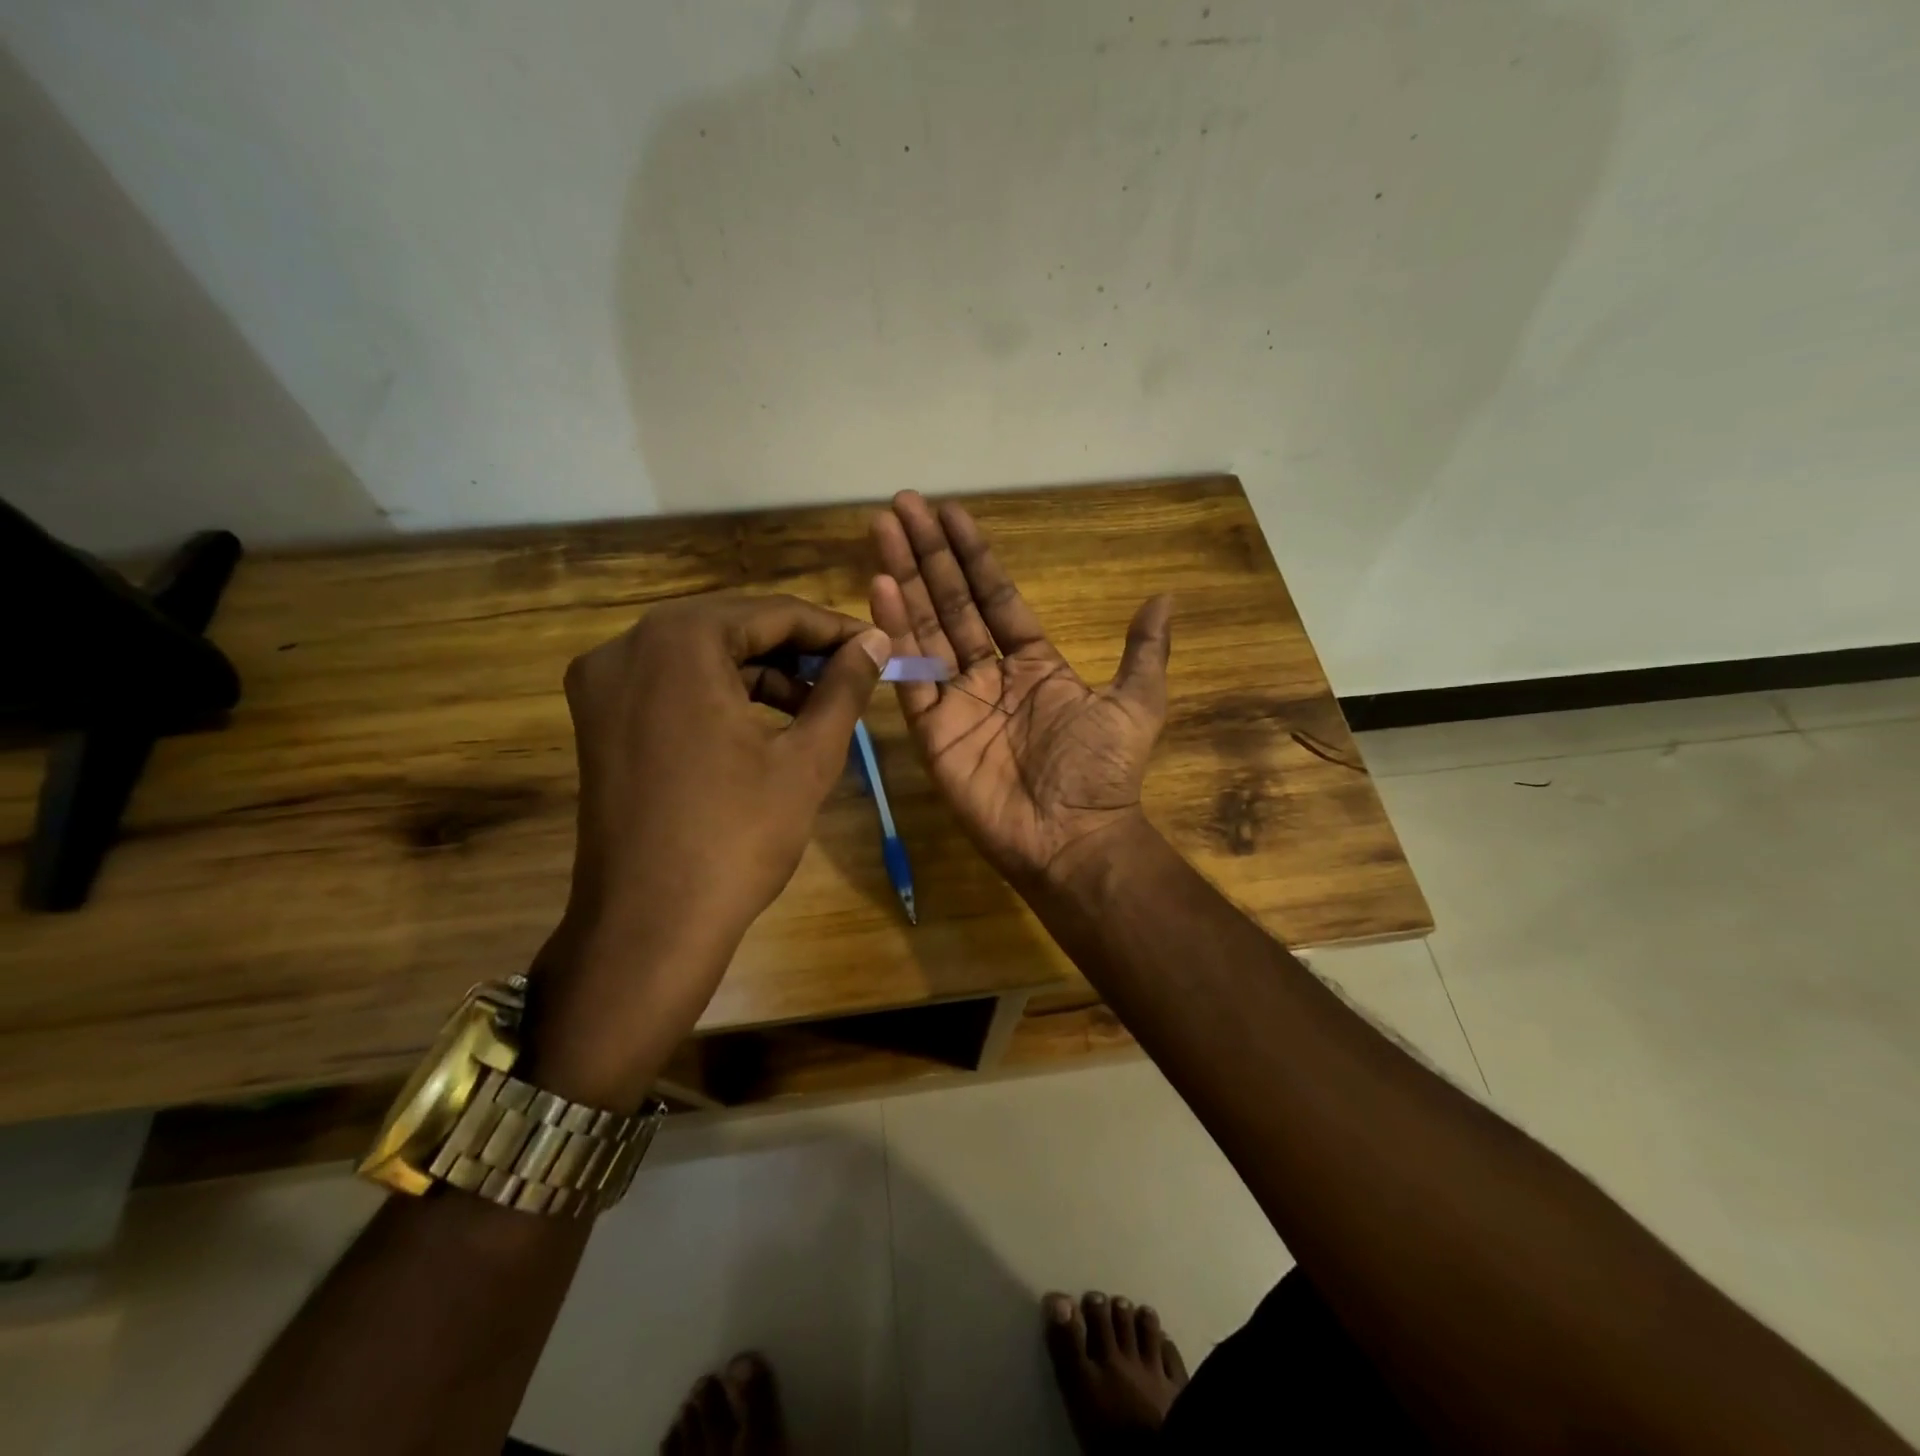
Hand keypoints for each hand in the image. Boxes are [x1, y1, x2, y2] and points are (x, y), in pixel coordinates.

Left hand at [527, 593, 890, 1107]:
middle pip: (732, 628)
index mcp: (678, 642)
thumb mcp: (807, 757)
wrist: (649, 926)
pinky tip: (763, 724)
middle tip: (850, 674)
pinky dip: (720, 694)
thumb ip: (844, 687)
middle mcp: (627, 646)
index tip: (875, 646)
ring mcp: (602, 684)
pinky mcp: (597, 721)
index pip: (772, 612)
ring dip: (760, 673)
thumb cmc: (737, 836)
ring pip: (700, 656)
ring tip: (815, 706)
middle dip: (796, 650)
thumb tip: (878, 639)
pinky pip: (671, 686)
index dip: (831, 628)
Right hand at [870, 492, 1171, 887]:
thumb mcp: (1135, 703)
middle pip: (953, 602)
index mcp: (1033, 663)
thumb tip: (1165, 598)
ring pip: (925, 629)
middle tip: (901, 505)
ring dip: (905, 579)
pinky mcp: (931, 731)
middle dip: (929, 554)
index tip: (951, 512)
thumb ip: (1144, 650)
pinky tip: (880, 589)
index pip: (995, 596)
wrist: (1074, 838)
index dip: (974, 555)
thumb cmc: (1102, 772)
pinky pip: (910, 676)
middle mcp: (989, 675)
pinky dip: (894, 634)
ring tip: (883, 531)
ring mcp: (956, 701)